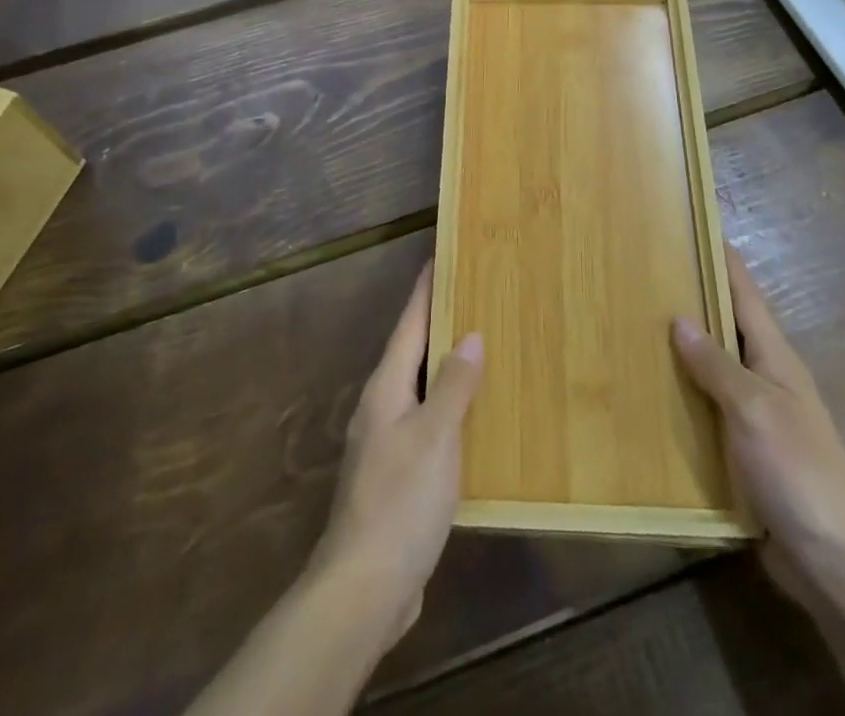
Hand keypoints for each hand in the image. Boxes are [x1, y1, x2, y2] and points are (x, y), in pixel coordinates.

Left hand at [309, 262, 482, 653]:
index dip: (424, 290)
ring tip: (481, 348)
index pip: (409, 324)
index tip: (439, 256)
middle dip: (439, 324)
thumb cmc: (400, 500)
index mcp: (386, 388)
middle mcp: (381, 407)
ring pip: (420, 389)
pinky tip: (473, 419)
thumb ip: (453, 385)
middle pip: (413, 352)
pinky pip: (427, 424)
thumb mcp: (435, 436)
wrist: (364, 587)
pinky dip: (449, 408)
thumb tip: (471, 335)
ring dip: (446, 367)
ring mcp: (386, 443)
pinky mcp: (397, 477)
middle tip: (474, 297)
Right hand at [672, 245, 844, 600]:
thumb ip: (716, 363)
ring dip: (681, 348)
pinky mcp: (744, 450)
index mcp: (774, 356)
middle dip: (690, 296)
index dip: (720, 256)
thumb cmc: (797, 470)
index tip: (690, 224)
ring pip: (712, 367)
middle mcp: (765, 377)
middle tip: (643, 273)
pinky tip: (649, 394)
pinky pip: (706, 408)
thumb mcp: (753, 408)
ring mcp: (756, 415)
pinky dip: (682, 394)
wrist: (834, 560)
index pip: (743, 291)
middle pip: (725, 324)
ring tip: (633, 326)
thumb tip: (679, 317)